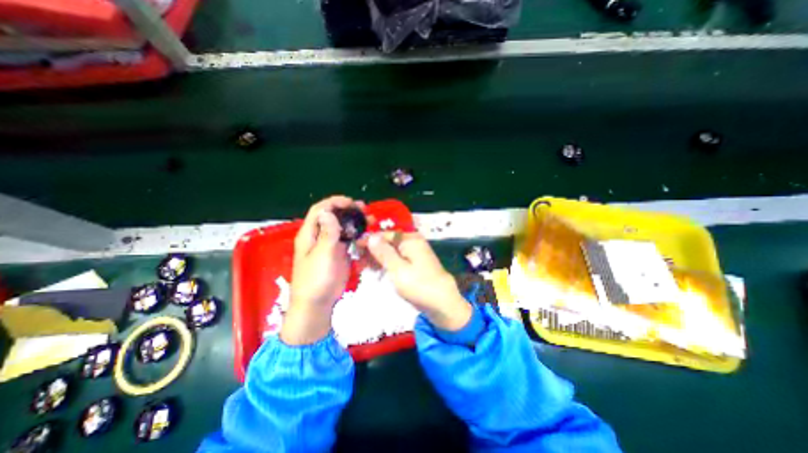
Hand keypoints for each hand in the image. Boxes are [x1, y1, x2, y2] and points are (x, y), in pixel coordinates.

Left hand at [282, 194, 360, 347]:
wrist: (318, 303)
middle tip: (364, 209)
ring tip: (370, 220)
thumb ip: (327, 233)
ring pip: (342, 227)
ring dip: (355, 221)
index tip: (351, 202)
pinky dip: (357, 234)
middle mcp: (319, 236)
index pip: (320, 210)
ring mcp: (330, 245)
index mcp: (309, 234)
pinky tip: (367, 234)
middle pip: (332, 216)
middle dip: (348, 210)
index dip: (334, 202)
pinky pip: (348, 239)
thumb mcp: (322, 254)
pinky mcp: (339, 253)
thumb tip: (328, 212)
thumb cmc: (316, 278)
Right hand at [367, 233, 474, 331]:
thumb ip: (383, 252)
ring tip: (364, 267)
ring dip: (378, 258)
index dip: (369, 240)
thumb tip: (370, 236)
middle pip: (388, 242)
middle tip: (357, 261)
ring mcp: (415, 253)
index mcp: (410, 239)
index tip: (354, 247)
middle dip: (372, 250)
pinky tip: (376, 270)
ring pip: (392, 251)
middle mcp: (413, 242)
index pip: (385, 235)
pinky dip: (387, 264)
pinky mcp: (415, 263)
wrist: (443, 303)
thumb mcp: (397, 269)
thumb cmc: (419, 286)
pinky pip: (397, 259)